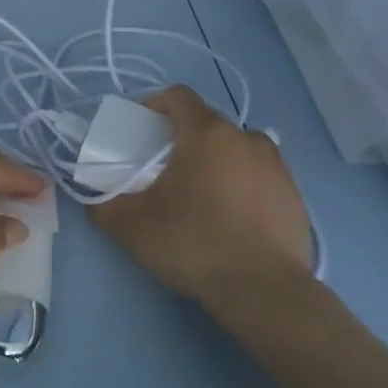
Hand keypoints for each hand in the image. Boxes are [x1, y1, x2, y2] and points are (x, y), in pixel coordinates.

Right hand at [87, 85, 314, 308]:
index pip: (178, 96)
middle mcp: (245, 138)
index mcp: (207, 133)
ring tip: (203, 194)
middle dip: (185, 137)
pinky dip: (244, 186)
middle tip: (167, 169)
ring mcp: (276, 166)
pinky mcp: (295, 195)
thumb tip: (93, 201)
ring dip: (218, 160)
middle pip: (209, 123)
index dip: (156, 104)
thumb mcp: (133, 228)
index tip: (143, 128)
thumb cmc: (194, 244)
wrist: (265, 292)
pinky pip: (261, 177)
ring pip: (238, 148)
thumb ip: (104, 207)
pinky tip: (233, 220)